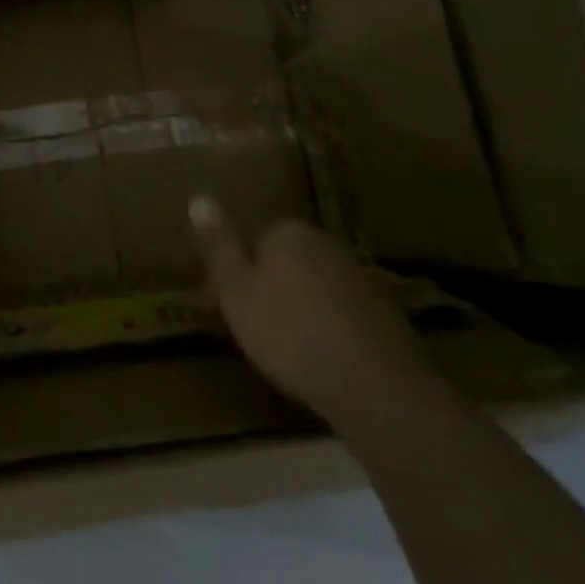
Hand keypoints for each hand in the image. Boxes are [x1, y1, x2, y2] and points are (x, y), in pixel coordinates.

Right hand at [191, 196, 432, 421]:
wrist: (376, 386)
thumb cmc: (291, 335)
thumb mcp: (236, 291)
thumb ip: (219, 245)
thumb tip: (199, 197)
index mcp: (287, 232)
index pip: (252, 241)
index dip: (236, 275)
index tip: (225, 307)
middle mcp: (326, 242)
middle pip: (284, 261)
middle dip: (268, 287)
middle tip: (252, 329)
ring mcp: (360, 276)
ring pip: (314, 286)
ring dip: (299, 308)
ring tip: (286, 350)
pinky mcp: (385, 311)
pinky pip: (341, 311)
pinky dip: (329, 327)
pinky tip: (323, 359)